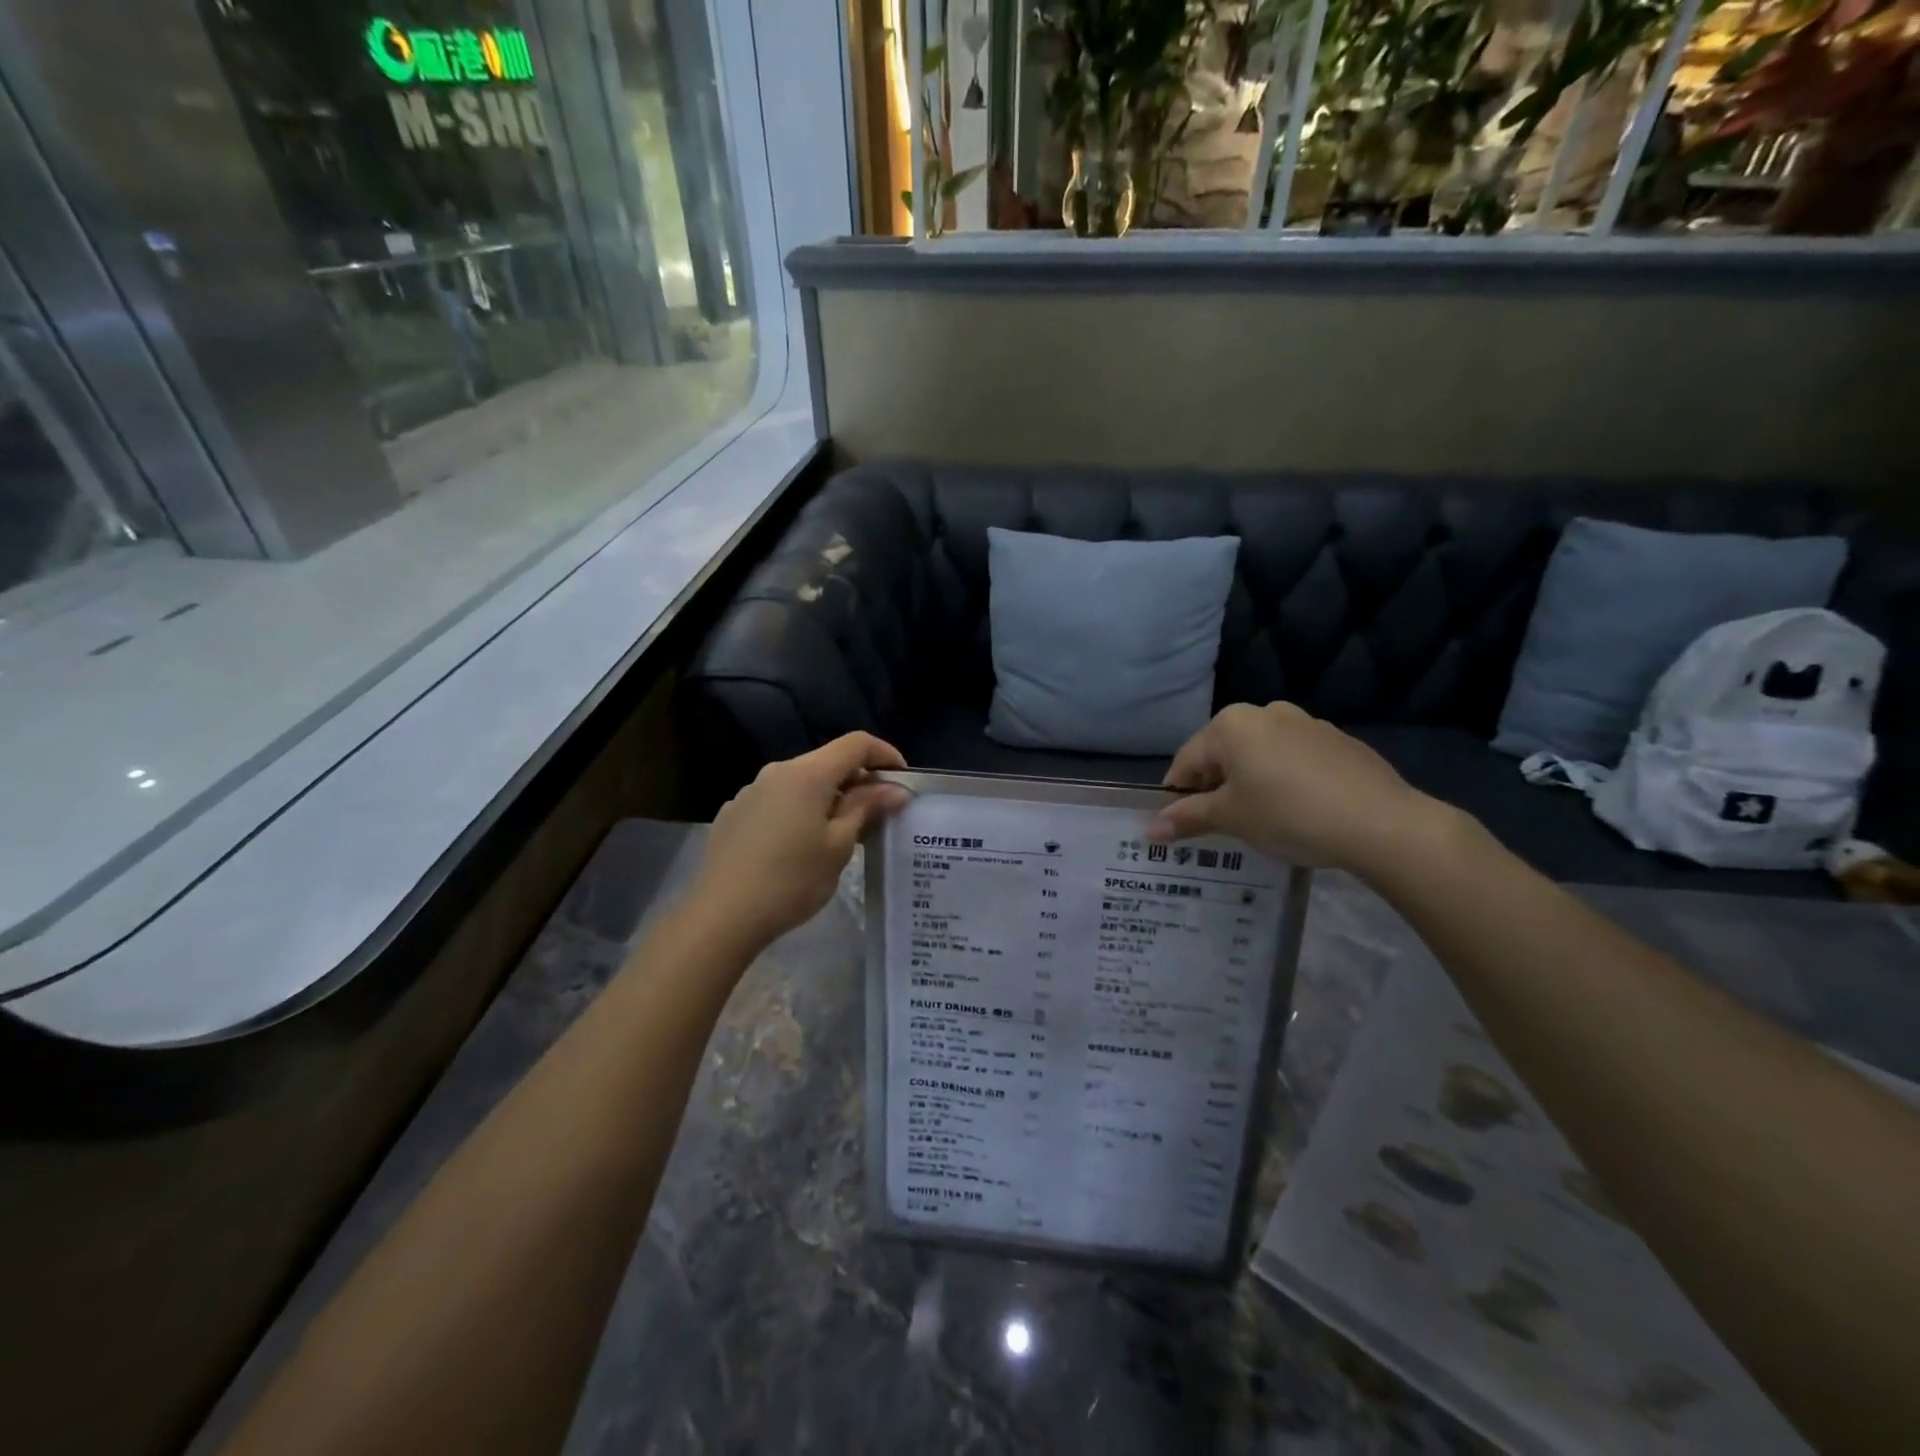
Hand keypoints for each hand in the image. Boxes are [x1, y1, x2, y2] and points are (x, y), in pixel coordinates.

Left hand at [687, 733, 909, 951]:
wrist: (723, 915)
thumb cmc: (792, 880)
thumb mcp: (839, 845)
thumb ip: (866, 808)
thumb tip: (895, 789)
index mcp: (807, 774)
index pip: (856, 743)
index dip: (885, 755)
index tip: (902, 782)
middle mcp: (777, 771)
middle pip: (828, 761)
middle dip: (858, 781)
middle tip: (877, 814)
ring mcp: (751, 791)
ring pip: (801, 783)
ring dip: (827, 797)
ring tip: (839, 834)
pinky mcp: (734, 813)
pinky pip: (777, 800)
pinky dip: (799, 811)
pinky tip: (798, 847)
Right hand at [1147, 703, 1452, 873]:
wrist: (1382, 823)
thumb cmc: (1289, 814)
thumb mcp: (1232, 819)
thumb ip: (1188, 818)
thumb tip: (1150, 829)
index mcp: (1231, 724)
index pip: (1186, 762)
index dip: (1178, 797)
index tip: (1181, 828)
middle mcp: (1265, 712)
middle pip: (1223, 755)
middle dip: (1216, 789)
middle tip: (1221, 828)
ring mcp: (1306, 723)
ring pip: (1260, 756)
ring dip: (1251, 784)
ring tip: (1262, 822)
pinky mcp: (1338, 741)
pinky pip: (1294, 760)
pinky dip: (1285, 781)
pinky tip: (1299, 811)